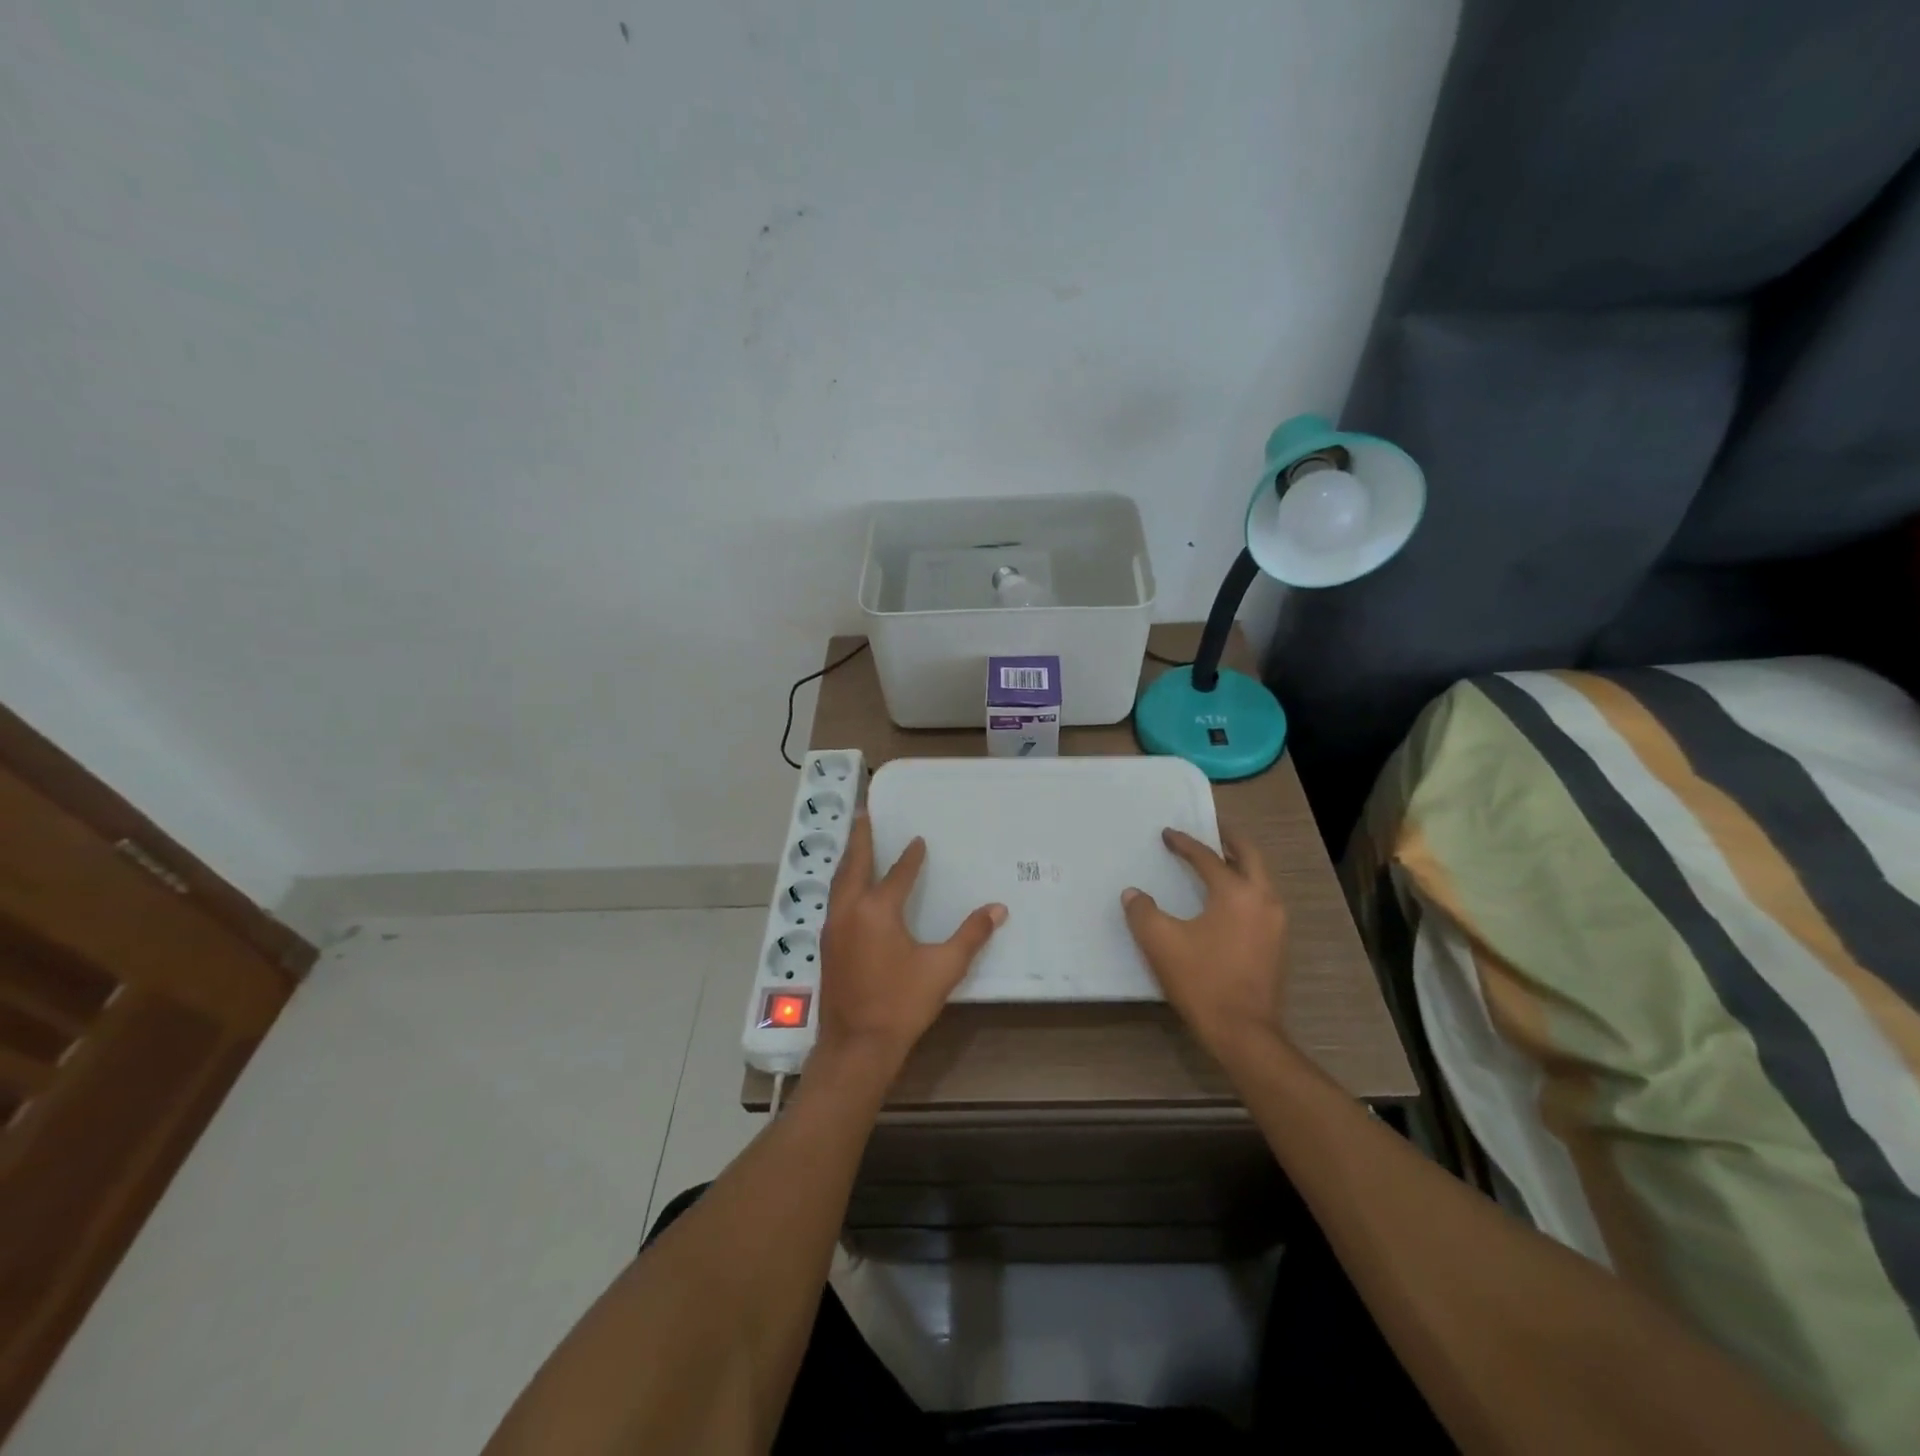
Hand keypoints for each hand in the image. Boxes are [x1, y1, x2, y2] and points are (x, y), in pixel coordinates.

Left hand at [816, 814, 1006, 1079]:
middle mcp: (849, 910)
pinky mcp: (827, 945)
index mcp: (877, 910)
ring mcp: (833, 928)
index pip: (898, 873)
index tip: (918, 840)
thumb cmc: (901, 1004)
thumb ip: (971, 936)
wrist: (856, 1046)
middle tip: (864, 813)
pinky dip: (843, 882)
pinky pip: (835, 900)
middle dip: (860, 838)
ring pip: (839, 881)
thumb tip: (998, 909)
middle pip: (854, 864)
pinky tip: (850, 888)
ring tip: (856, 843)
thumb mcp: (943, 968)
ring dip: (849, 859)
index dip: (910, 856)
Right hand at [1121, 827, 1288, 1057]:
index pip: (1207, 857)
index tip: (1167, 834)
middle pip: (1249, 855)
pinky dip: (1245, 885)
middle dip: (1229, 839)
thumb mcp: (1161, 942)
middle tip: (1211, 828)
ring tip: (1219, 858)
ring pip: (1260, 877)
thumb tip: (1134, 894)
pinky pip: (1261, 899)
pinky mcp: (1277, 943)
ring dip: (1240, 862)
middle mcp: (1263, 899)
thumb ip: (1142, 911)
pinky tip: (1227, 897)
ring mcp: (1275, 922)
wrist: (1244, 1033)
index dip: (1184, 843)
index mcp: (1236, 893)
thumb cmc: (1202, 981)